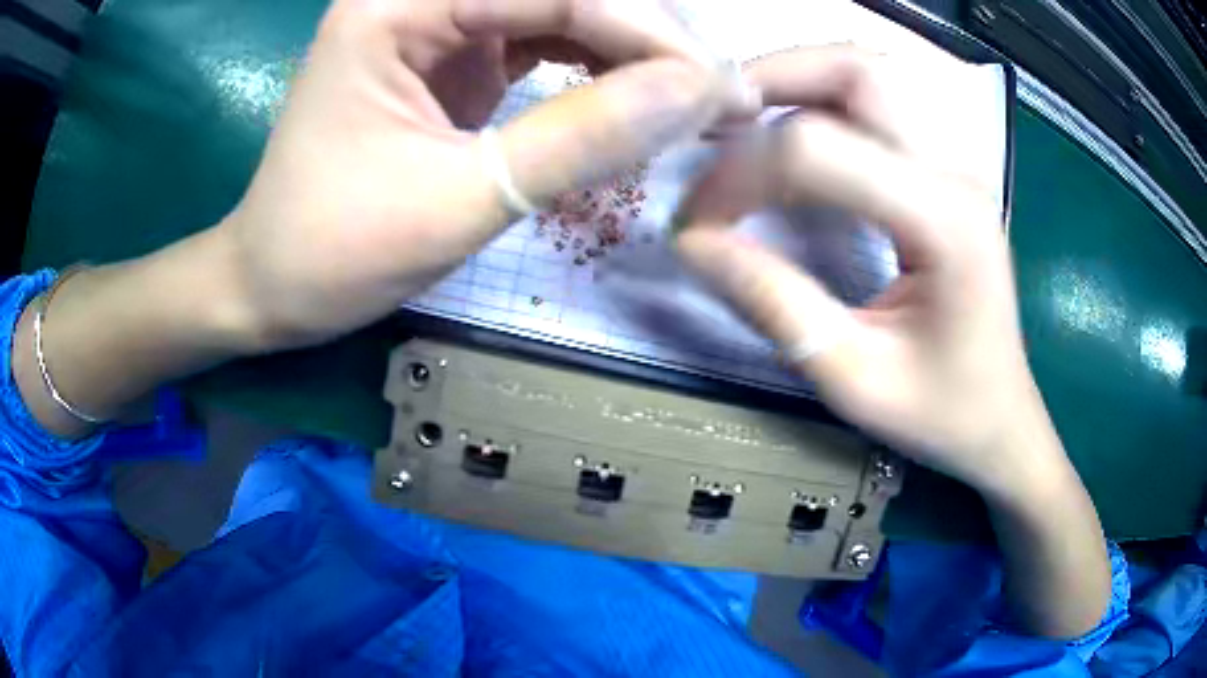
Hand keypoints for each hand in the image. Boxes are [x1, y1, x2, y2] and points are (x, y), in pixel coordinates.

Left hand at [219, 0, 755, 350]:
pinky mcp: (451, 53)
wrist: (271, 283)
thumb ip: (579, 138)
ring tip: (695, 99)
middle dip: (650, 33)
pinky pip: (544, 36)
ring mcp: (436, 21)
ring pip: (561, 7)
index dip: (649, 33)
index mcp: (396, 5)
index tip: (722, 92)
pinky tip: (639, 94)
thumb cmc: (332, 251)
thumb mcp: (457, 200)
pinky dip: (599, 62)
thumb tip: (696, 95)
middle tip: (721, 94)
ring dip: (634, 45)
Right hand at [675, 46, 1111, 637]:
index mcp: (943, 223)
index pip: (819, 150)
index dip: (740, 175)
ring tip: (739, 119)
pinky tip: (788, 130)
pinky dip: (820, 97)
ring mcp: (953, 164)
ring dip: (795, 78)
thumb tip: (694, 243)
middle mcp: (954, 173)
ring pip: (868, 72)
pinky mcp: (943, 172)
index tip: (696, 222)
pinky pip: (877, 102)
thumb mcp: (854, 380)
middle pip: (856, 70)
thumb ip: (775, 305)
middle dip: (769, 78)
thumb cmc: (941, 414)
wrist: (1001, 421)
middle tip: (709, 122)